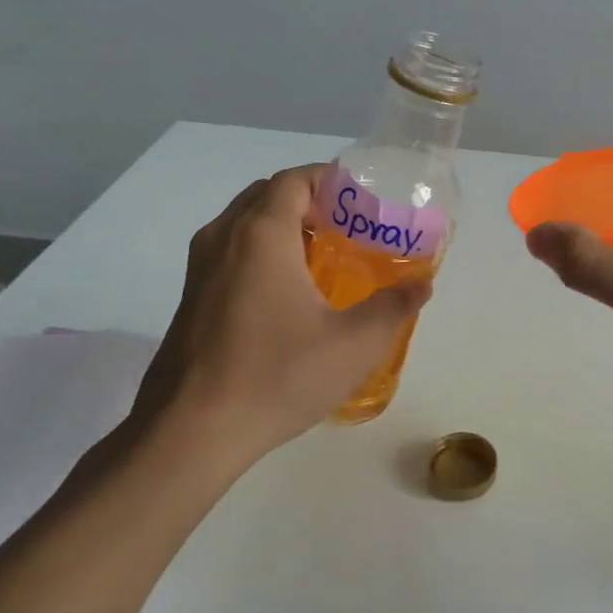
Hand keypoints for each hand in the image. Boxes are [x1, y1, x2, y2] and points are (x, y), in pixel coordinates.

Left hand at [130, 164, 432, 471]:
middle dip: (312, 202)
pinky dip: (264, 253)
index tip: (366, 202)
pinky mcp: (192, 298)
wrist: (189, 433)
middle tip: (352, 229)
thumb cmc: (276, 377)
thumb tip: (422, 285)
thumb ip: (394, 307)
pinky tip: (291, 296)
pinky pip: (232, 253)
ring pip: (246, 225)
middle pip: (269, 196)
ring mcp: (200, 269)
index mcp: (261, 234)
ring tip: (327, 259)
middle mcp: (223, 238)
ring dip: (286, 228)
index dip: (331, 180)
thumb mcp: (354, 345)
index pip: (295, 179)